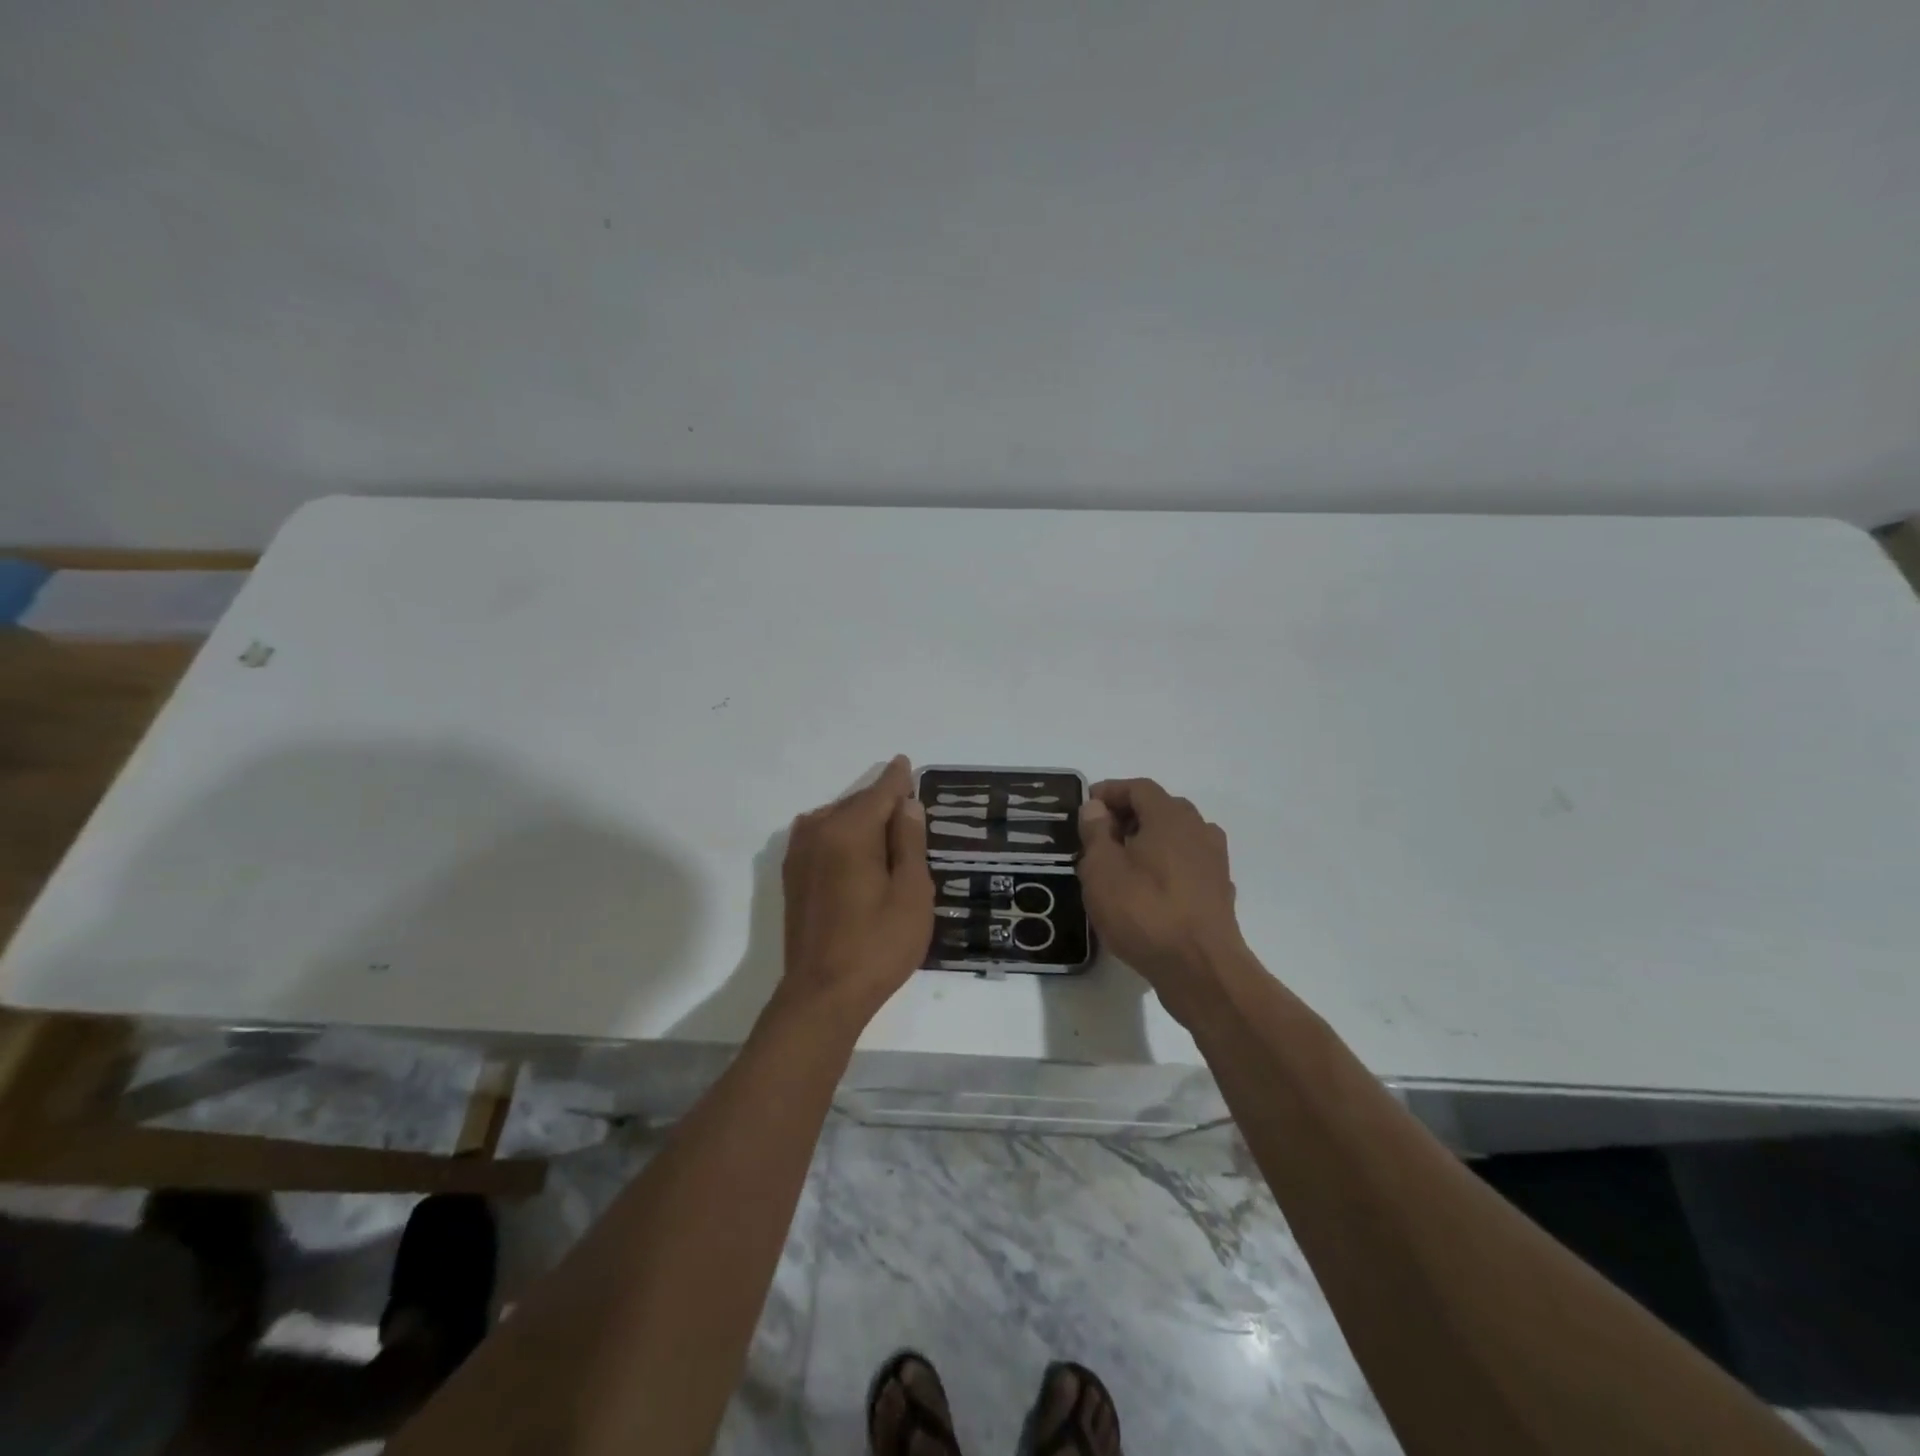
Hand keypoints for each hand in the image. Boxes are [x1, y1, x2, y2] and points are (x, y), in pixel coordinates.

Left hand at [777, 755, 933, 1031]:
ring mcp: (799, 854)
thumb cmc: (878, 944)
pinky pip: (821, 837)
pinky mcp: (792, 876)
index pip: (880, 792)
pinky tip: (856, 850)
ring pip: (837, 819)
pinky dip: (842, 834)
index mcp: (849, 831)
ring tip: (887, 832)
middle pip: (857, 804)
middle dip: (882, 802)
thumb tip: (906, 804)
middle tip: (908, 808)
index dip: (897, 779)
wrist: (822, 994)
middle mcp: (818, 832)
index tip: (906, 764)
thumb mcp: (911, 893)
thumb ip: (909, 842)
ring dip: (861, 819)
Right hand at [1078, 779, 1248, 1020]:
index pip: (1138, 787)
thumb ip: (1096, 832)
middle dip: (1128, 815)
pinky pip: (1186, 864)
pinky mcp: (1219, 890)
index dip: (1110, 792)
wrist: (1200, 968)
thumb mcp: (1102, 869)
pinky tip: (1147, 891)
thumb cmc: (1143, 911)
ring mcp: (1213, 861)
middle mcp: (1198, 829)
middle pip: (1160, 809)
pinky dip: (1164, 866)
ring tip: (1121, 864)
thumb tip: (1096, 807)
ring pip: (1175, 837)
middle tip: (1099, 836)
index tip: (1086, 806)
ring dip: (1148, 842)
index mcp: (1170, 816)